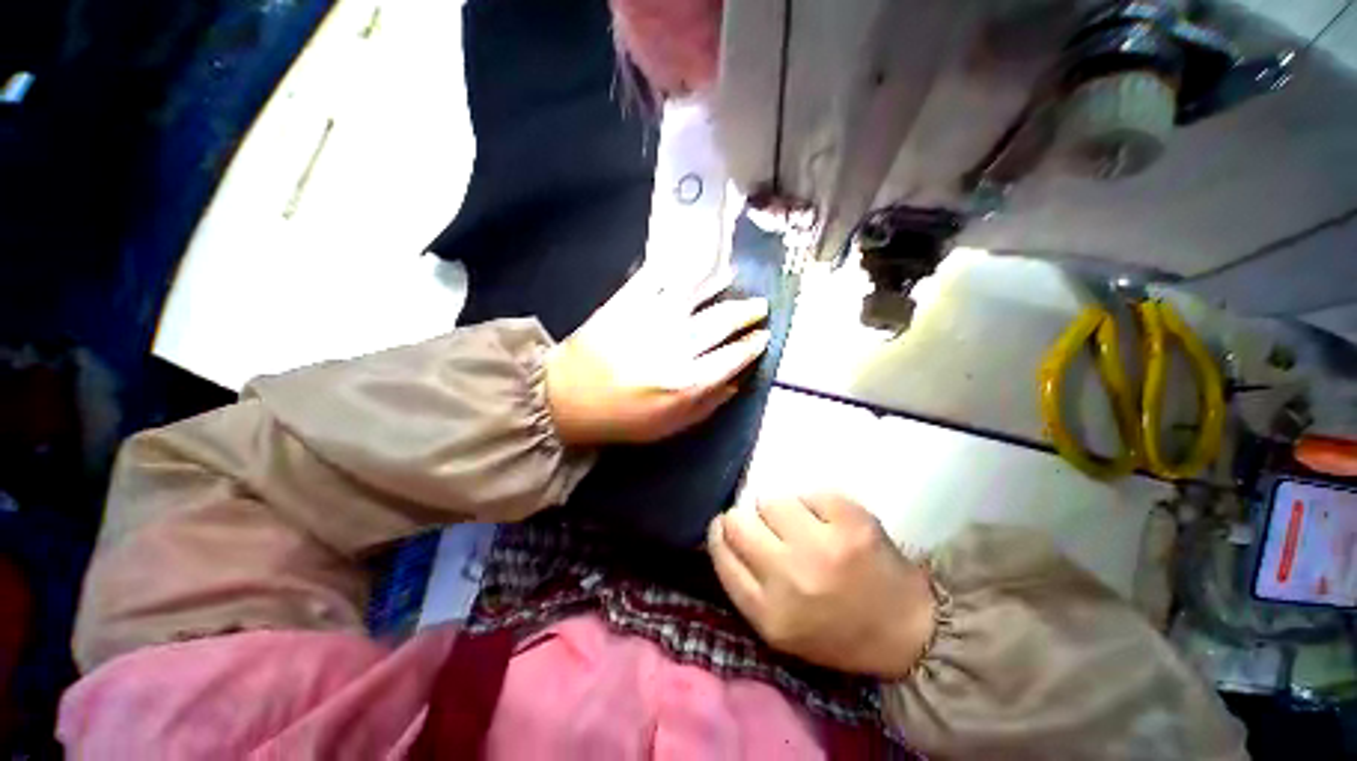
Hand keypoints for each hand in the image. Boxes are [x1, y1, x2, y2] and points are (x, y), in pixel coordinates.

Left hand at [546, 265, 769, 445]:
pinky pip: (653, 279)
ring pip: (694, 295)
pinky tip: (687, 263)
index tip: (764, 336)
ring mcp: (649, 321)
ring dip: (718, 283)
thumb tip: (735, 382)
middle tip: (759, 306)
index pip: (732, 357)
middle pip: (720, 323)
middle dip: (745, 313)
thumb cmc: (621, 419)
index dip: (752, 345)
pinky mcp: (624, 304)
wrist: (566, 399)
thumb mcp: (669, 427)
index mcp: (686, 383)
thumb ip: (706, 406)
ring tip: (732, 275)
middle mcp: (674, 348)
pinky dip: (673, 268)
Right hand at [707, 494, 935, 678]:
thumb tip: (721, 528)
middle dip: (746, 519)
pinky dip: (817, 505)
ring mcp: (824, 546)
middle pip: (738, 521)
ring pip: (772, 500)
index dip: (720, 533)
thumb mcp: (779, 628)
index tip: (727, 527)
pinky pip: (811, 493)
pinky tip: (832, 525)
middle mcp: (791, 578)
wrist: (910, 631)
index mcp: (769, 614)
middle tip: (769, 529)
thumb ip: (743, 583)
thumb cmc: (836, 631)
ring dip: (783, 512)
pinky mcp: (852, 520)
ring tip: (805, 529)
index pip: (721, 552)